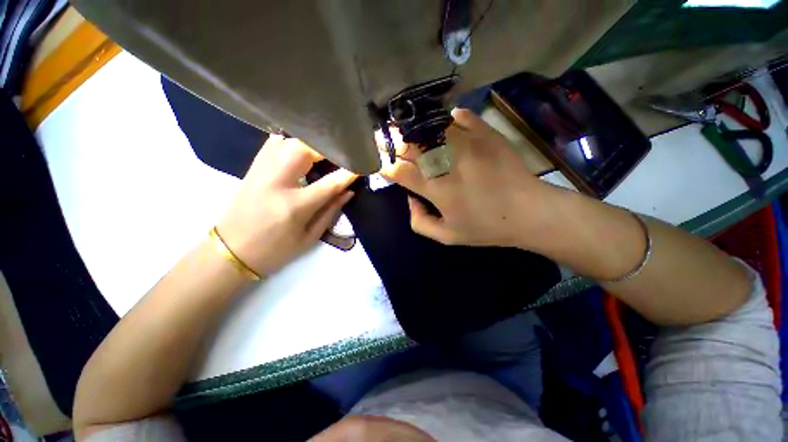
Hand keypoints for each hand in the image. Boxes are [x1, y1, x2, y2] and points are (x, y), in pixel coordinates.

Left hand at [217, 135, 355, 276]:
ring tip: (325, 154)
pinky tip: (302, 150)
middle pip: (305, 150)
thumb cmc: (275, 250)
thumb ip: (331, 211)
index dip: (349, 172)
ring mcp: (260, 172)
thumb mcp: (309, 237)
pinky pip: (274, 143)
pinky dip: (292, 142)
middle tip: (342, 156)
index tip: (362, 166)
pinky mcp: (252, 168)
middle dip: (328, 149)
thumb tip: (349, 191)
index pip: (329, 183)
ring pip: (288, 141)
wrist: (231, 252)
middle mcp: (275, 182)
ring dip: (311, 144)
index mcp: (294, 206)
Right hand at [380, 108, 563, 250]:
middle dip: (393, 144)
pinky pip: (460, 117)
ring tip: (408, 129)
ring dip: (415, 129)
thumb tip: (410, 198)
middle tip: (385, 140)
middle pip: (410, 146)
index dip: (386, 166)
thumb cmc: (485, 227)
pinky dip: (448, 119)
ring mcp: (466, 143)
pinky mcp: (485, 134)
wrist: (528, 212)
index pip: (399, 171)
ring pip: (430, 128)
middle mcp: (445, 162)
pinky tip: (445, 124)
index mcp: (435, 188)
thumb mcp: (446, 237)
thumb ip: (419, 221)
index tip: (380, 164)